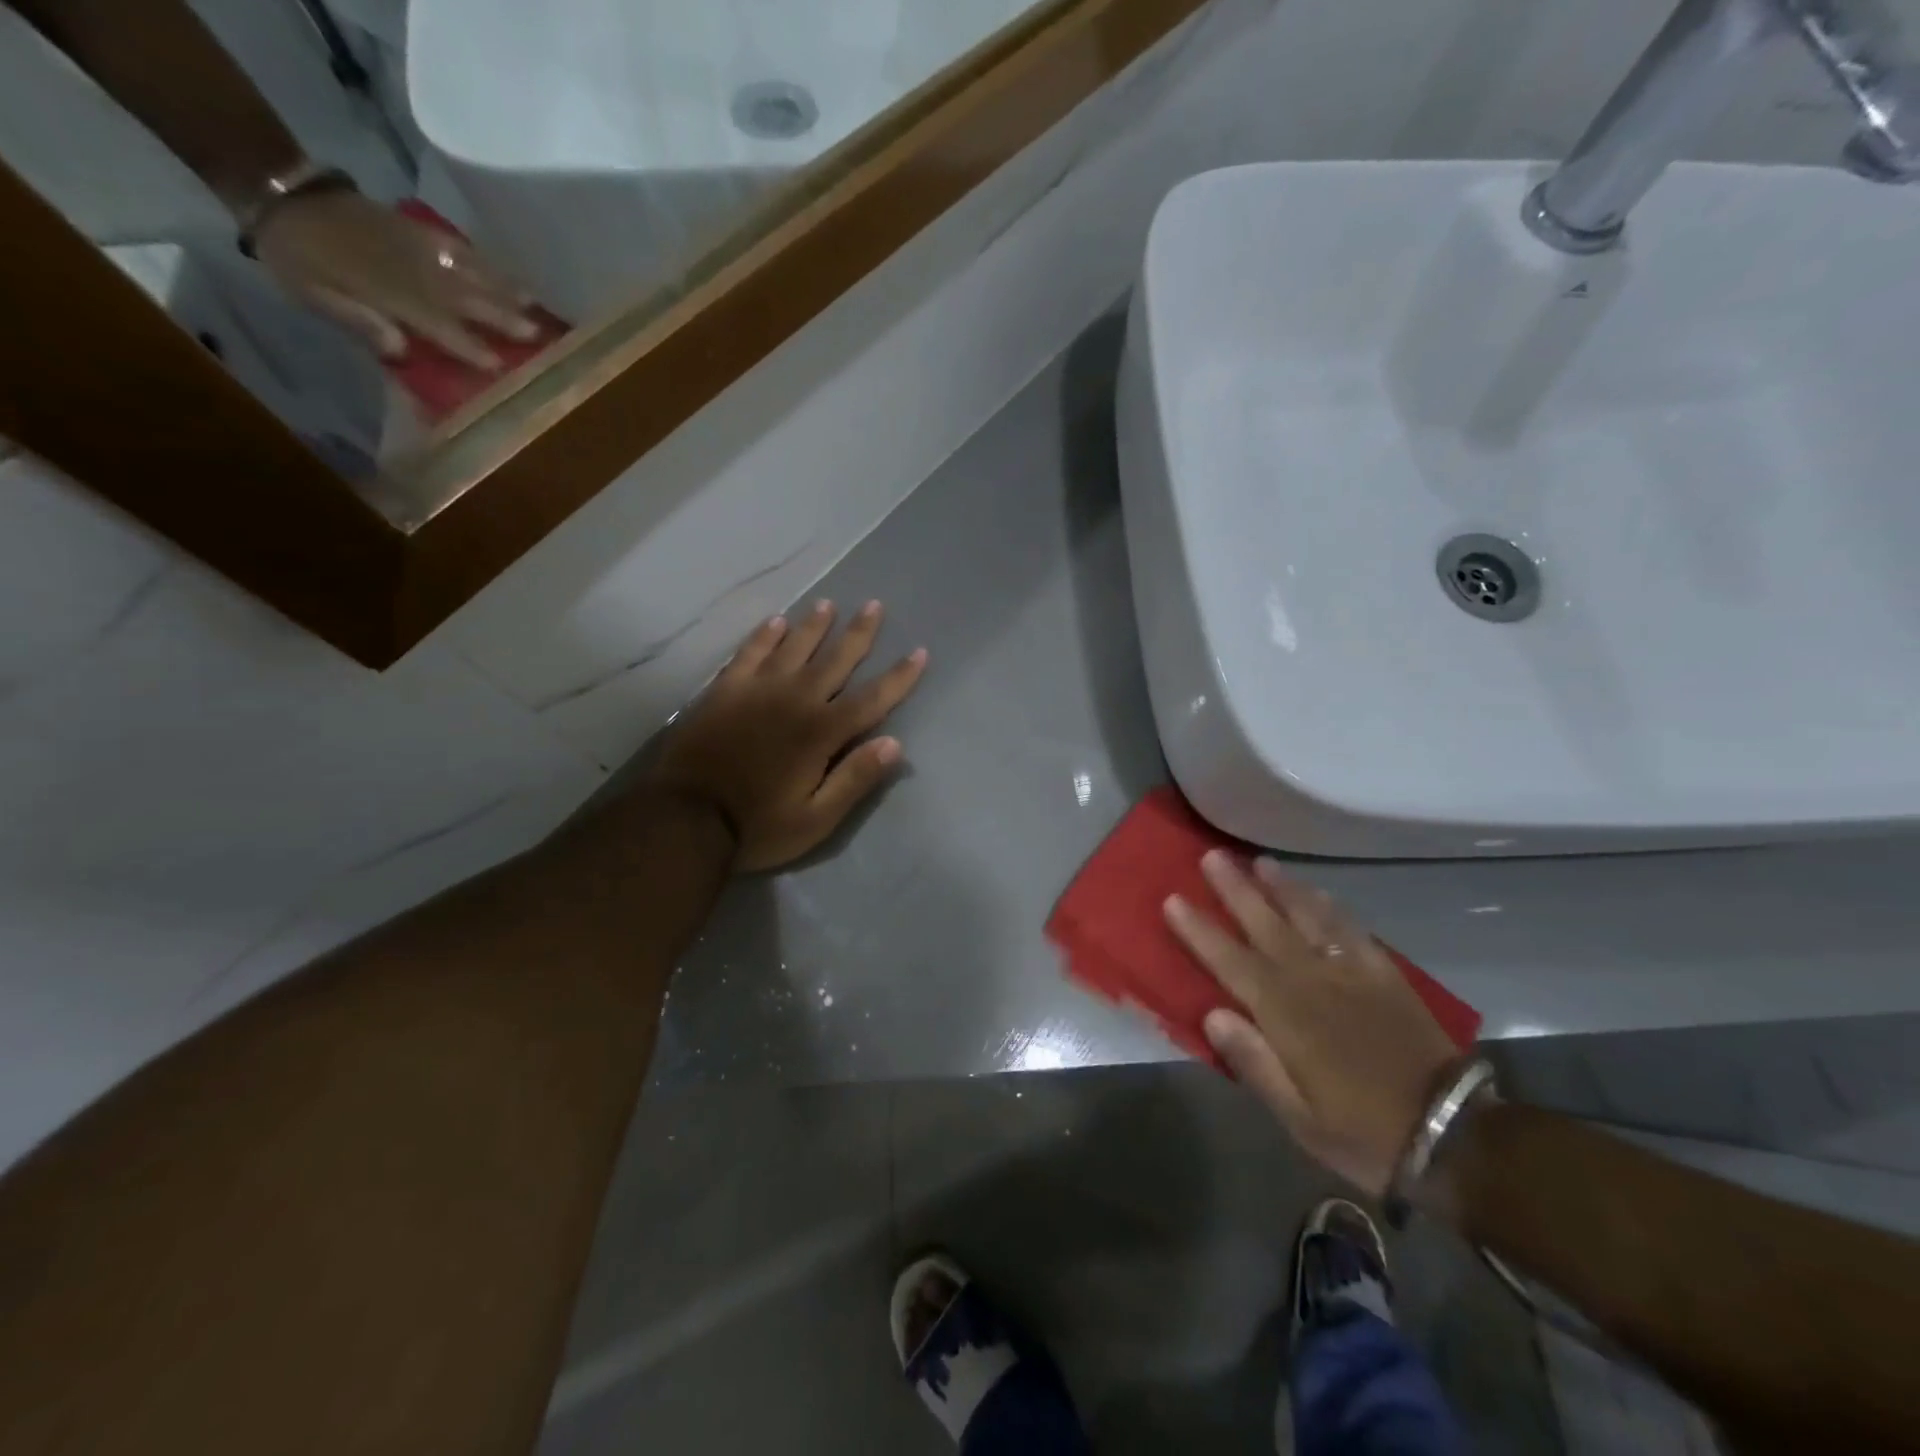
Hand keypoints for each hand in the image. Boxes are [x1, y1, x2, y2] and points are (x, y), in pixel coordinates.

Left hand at [253, 188, 539, 369]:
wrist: (277, 192)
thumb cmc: (296, 258)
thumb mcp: (313, 295)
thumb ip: (357, 319)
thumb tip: (401, 348)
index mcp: (383, 290)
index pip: (436, 323)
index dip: (467, 345)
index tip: (499, 365)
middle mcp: (408, 269)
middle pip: (463, 296)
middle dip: (501, 316)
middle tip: (537, 334)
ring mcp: (415, 245)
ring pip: (468, 271)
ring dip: (504, 289)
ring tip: (535, 304)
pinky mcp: (416, 228)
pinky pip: (458, 247)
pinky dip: (486, 262)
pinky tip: (507, 274)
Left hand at [651, 600, 927, 872]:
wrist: (684, 820)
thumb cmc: (757, 827)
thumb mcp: (816, 820)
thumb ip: (854, 780)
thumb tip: (895, 744)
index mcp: (821, 733)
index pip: (871, 699)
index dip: (898, 677)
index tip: (919, 652)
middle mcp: (794, 701)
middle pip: (834, 661)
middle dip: (858, 634)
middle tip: (875, 605)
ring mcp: (756, 691)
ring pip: (793, 648)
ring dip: (813, 626)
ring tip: (829, 604)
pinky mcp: (724, 692)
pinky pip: (749, 654)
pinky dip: (764, 636)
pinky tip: (775, 622)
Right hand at [1164, 852, 1461, 1195]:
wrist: (1454, 1135)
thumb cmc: (1363, 1133)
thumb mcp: (1299, 1118)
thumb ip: (1253, 1062)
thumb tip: (1212, 1014)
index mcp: (1286, 1016)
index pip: (1231, 962)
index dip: (1200, 930)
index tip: (1174, 899)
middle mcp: (1314, 981)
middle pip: (1266, 925)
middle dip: (1235, 890)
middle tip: (1212, 856)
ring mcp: (1352, 974)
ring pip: (1309, 917)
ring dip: (1281, 887)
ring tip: (1258, 861)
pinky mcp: (1385, 976)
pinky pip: (1352, 930)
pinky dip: (1331, 907)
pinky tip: (1318, 893)